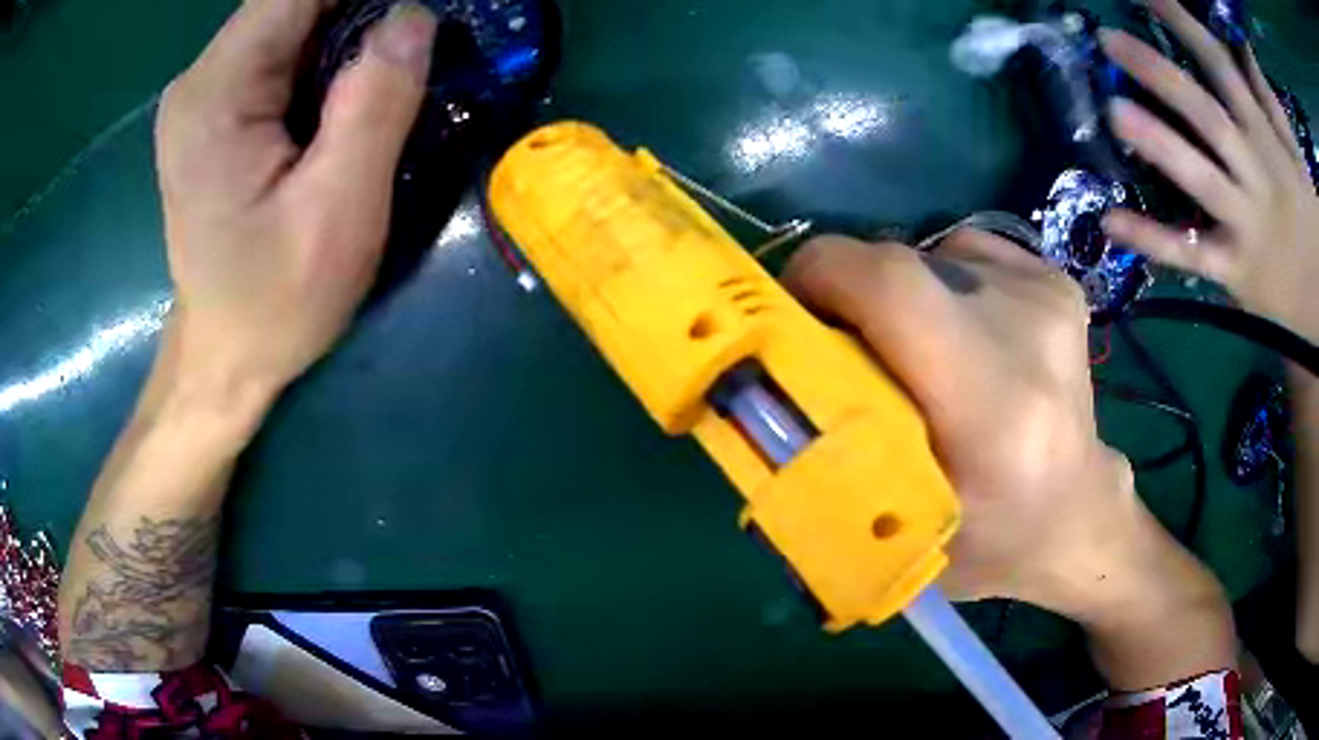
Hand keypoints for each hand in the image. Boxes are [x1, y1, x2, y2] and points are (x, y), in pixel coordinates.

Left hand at [156, 0, 437, 396]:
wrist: (225, 358)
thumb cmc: (273, 302)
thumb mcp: (336, 214)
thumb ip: (376, 104)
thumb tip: (414, 15)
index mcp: (216, 92)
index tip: (414, 19)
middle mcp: (201, 79)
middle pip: (296, 1)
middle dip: (362, 12)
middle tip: (411, 55)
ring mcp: (205, 93)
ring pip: (294, 22)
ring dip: (350, 33)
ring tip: (388, 76)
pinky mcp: (217, 110)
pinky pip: (283, 52)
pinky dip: (327, 56)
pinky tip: (349, 95)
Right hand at [785, 230, 1130, 615]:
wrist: (1080, 514)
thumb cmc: (994, 542)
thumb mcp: (901, 531)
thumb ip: (831, 456)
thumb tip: (765, 386)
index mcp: (992, 404)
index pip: (892, 286)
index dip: (823, 276)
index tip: (792, 313)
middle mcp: (1028, 329)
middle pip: (901, 266)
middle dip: (851, 296)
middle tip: (844, 352)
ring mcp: (1049, 294)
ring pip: (930, 257)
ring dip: (899, 298)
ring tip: (916, 358)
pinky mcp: (1055, 280)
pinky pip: (966, 257)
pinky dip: (941, 286)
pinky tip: (962, 339)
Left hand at [1099, 0, 1318, 341]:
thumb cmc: (1307, 212)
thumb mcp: (1292, 148)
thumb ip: (1267, 97)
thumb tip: (1240, 41)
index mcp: (1266, 139)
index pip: (1223, 70)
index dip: (1185, 27)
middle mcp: (1255, 176)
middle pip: (1207, 116)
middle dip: (1161, 75)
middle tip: (1109, 42)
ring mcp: (1245, 226)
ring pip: (1200, 180)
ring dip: (1158, 145)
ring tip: (1112, 113)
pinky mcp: (1234, 273)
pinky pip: (1189, 255)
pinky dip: (1151, 239)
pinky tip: (1109, 220)